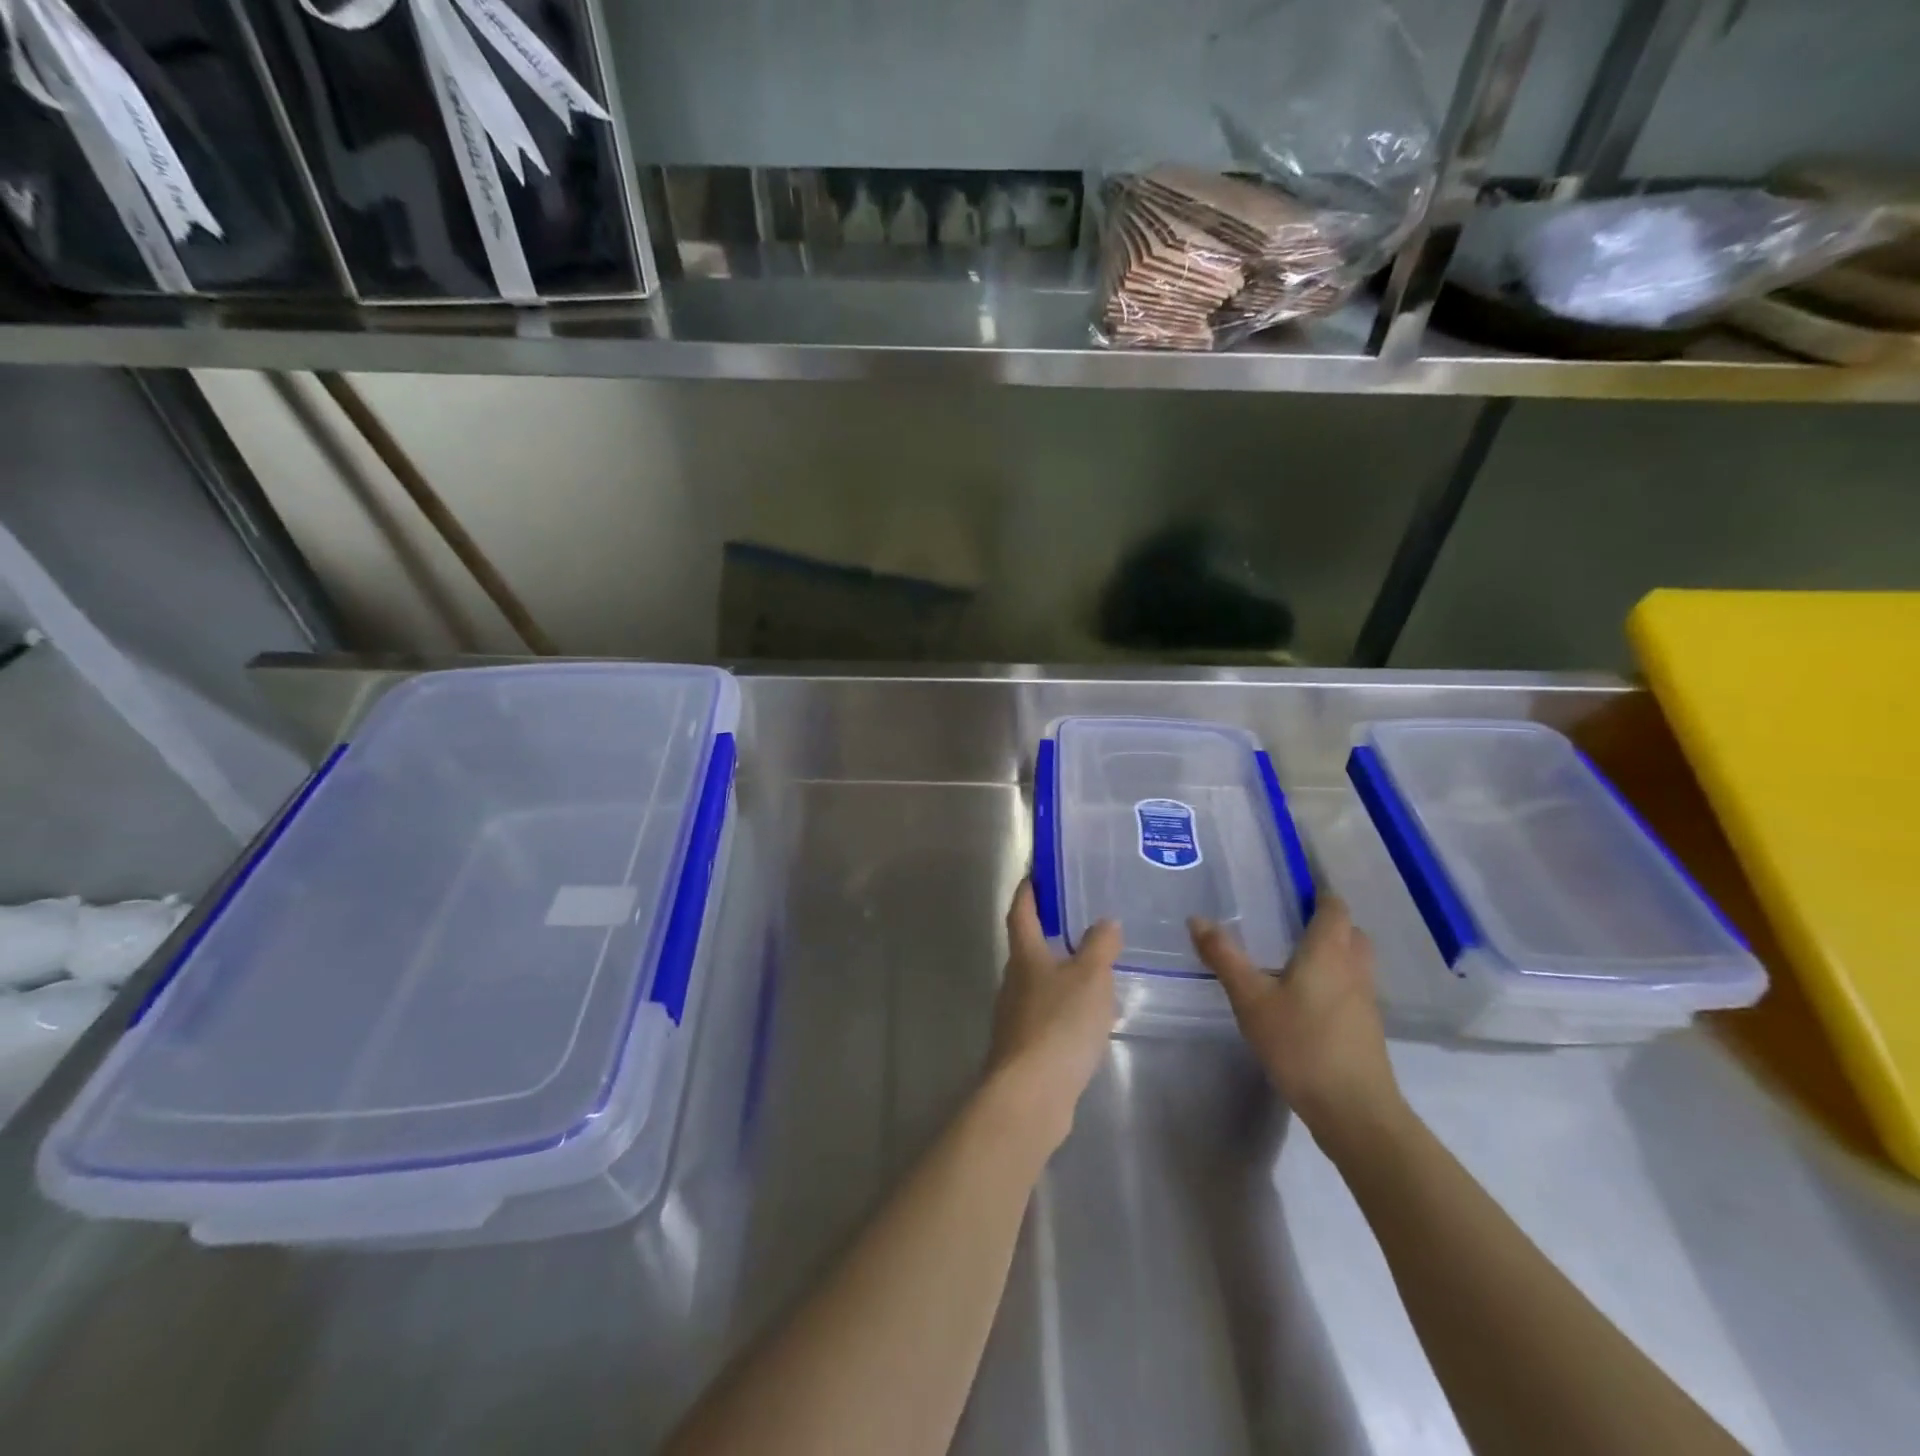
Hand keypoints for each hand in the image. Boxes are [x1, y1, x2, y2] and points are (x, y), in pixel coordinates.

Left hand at [985, 882, 1119, 1148]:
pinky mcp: (1024, 1048)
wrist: (1030, 1094)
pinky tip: (1086, 1018)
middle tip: (1076, 921)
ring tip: (1091, 969)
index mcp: (1025, 956)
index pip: (1021, 912)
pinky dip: (1064, 1008)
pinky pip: (1046, 1015)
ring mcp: (1015, 1017)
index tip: (1033, 874)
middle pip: (1027, 948)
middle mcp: (1013, 981)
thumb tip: (1105, 922)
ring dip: (1059, 973)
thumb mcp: (1091, 977)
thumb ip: (1100, 946)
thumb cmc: (1059, 1023)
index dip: (1027, 892)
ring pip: (1037, 983)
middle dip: (1046, 933)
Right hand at [1189, 897, 1404, 1147]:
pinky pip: (1353, 988)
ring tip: (1293, 958)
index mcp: (1329, 951)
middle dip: (1327, 922)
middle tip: (1289, 923)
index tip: (1291, 889)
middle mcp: (1354, 968)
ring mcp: (1366, 1000)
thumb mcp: (1251, 999)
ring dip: (1333, 952)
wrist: (1354, 1110)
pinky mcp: (1367, 1028)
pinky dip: (1335, 981)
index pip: (1334, 907)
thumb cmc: (1301, 1044)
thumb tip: (1197, 919)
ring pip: (1354, 961)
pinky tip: (1305, 999)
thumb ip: (1224, 957)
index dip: (1318, 894)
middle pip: (1350, 931)